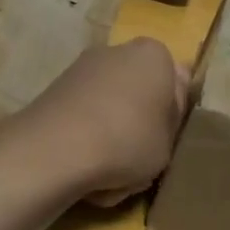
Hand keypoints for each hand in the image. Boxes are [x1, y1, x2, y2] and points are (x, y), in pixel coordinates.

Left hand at [15, 38, 189, 206]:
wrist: (57, 148)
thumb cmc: (128, 141)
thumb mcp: (170, 142)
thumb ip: (172, 119)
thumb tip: (167, 103)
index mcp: (153, 55)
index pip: (174, 82)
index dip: (172, 114)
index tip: (165, 141)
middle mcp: (117, 51)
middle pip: (137, 94)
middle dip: (137, 126)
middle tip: (139, 161)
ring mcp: (82, 68)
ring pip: (109, 112)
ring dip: (110, 141)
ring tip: (108, 177)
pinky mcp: (55, 90)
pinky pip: (82, 120)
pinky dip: (85, 142)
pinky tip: (82, 171)